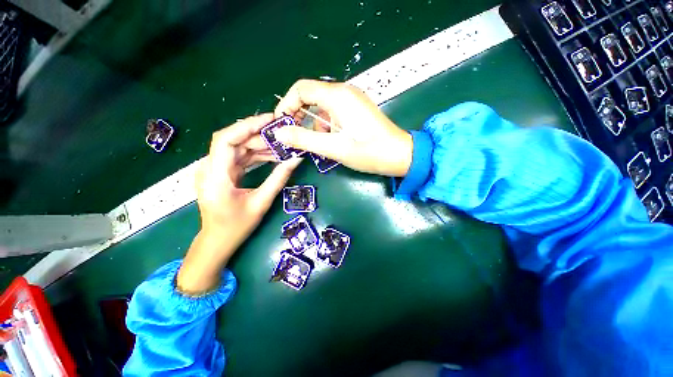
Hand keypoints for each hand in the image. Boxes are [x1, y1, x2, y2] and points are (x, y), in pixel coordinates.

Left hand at [177, 114, 300, 294]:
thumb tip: (296, 160)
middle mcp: (209, 168)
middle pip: (233, 141)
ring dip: (259, 146)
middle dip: (258, 136)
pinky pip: (239, 158)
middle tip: (281, 135)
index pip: (225, 140)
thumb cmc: (237, 226)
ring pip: (237, 148)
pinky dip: (255, 155)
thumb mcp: (261, 202)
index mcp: (215, 176)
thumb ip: (278, 179)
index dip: (247, 126)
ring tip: (281, 146)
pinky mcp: (221, 173)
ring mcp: (214, 170)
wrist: (217, 241)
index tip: (269, 120)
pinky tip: (272, 156)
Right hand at [274, 79, 412, 176]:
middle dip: (299, 117)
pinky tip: (332, 143)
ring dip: (315, 127)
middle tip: (295, 138)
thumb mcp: (334, 147)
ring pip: (322, 109)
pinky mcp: (356, 111)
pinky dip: (327, 128)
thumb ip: (304, 139)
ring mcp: (351, 102)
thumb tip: (279, 133)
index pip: (300, 89)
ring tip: (319, 146)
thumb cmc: (369, 151)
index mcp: (337, 96)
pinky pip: (333, 115)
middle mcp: (344, 93)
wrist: (400, 156)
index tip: (282, 126)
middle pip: (310, 98)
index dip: (286, 105)